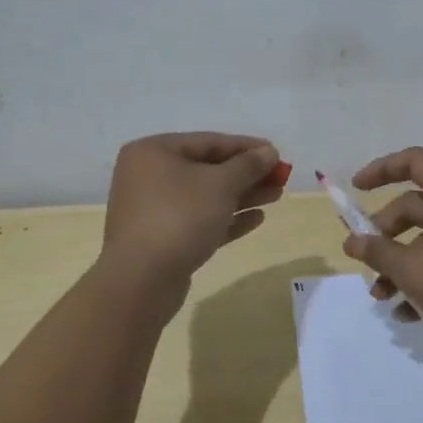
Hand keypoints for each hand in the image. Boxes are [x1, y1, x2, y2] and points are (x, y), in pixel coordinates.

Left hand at [101, 133, 283, 287]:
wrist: (141, 281)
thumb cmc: (180, 217)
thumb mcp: (221, 184)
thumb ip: (248, 165)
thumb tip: (269, 151)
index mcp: (154, 152)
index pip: (209, 142)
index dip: (247, 147)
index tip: (277, 153)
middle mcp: (149, 176)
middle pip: (208, 169)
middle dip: (247, 174)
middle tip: (280, 178)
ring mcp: (154, 210)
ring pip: (206, 197)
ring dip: (242, 196)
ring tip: (276, 196)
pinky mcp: (162, 239)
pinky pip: (200, 221)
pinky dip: (227, 219)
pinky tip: (257, 219)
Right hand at [342, 147, 422, 352]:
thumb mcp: (415, 270)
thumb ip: (379, 253)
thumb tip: (352, 240)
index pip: (413, 162)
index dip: (381, 169)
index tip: (356, 189)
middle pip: (413, 206)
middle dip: (384, 234)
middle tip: (365, 262)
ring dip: (399, 265)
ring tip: (382, 298)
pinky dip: (422, 281)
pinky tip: (407, 314)